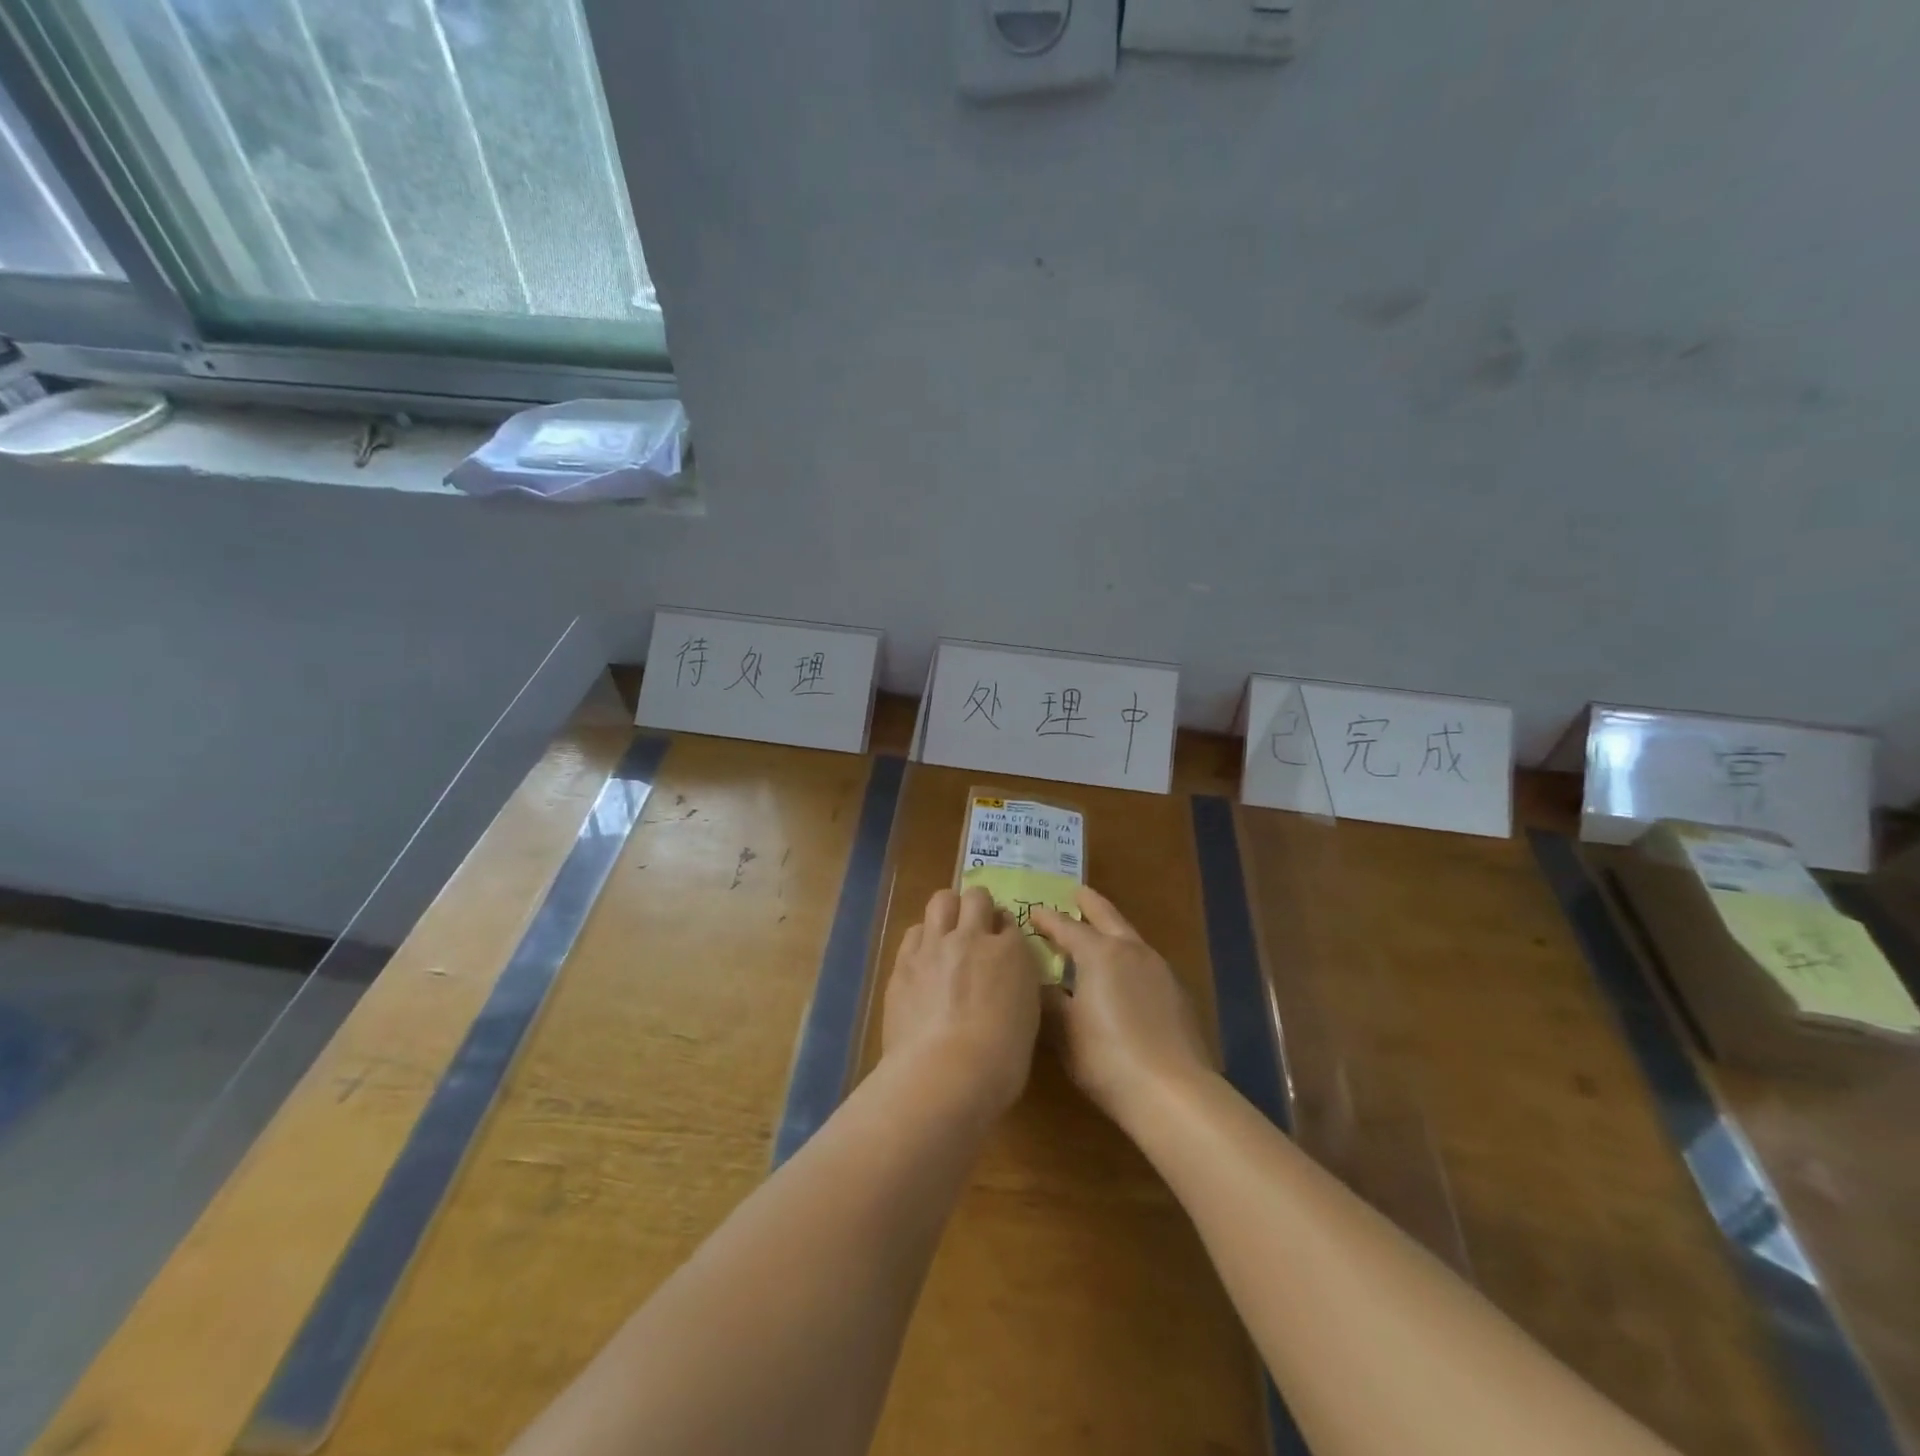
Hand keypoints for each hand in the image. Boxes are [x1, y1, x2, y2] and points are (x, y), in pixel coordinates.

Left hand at [882, 887, 1041, 1122]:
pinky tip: (923, 957)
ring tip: (946, 931)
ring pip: (941, 901)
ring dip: (948, 910)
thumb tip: (1003, 982)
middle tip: (975, 927)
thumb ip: (1015, 988)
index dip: (1004, 931)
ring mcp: (935, 946)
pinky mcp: (904, 962)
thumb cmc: (1000, 1062)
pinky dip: (922, 938)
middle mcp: (973, 938)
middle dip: (977, 906)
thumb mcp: (1026, 1020)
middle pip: (976, 897)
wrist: (945, 1073)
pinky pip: (914, 931)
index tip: (1001, 944)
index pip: (1009, 922)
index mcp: (1012, 953)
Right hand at [1029, 887, 1214, 1128]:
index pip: (1066, 927)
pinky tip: (1124, 977)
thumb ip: (1048, 1001)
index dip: (1047, 919)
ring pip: (1130, 938)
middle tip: (1076, 893)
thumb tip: (1038, 983)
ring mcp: (1159, 970)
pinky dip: (1128, 958)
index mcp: (1099, 953)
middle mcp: (1131, 951)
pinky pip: (1145, 963)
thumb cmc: (1106, 1057)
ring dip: (1111, 931)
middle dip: (1089, 904)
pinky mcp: (1177, 994)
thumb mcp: (1064, 1031)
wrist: (1173, 1092)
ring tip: (1097, 935)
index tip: (1032, 912)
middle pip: (1107, 917)